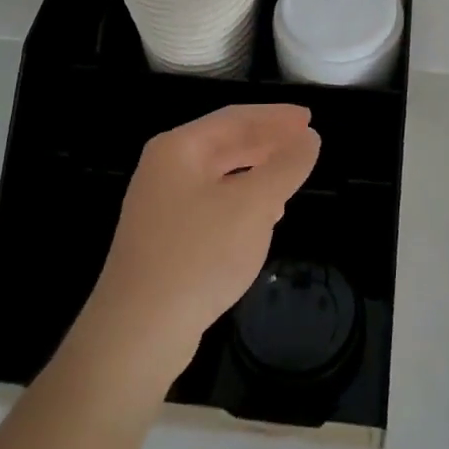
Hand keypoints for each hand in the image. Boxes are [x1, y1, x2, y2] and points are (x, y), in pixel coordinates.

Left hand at [82, 105, 321, 390]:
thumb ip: (285, 167)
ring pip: (220, 177)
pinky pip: (213, 206)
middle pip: (225, 144)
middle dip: (267, 144)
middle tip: (306, 144)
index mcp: (179, 149)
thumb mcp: (253, 205)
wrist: (138, 332)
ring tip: (291, 178)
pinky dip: (242, 203)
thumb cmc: (198, 255)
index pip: (235, 119)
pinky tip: (264, 218)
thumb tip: (309, 139)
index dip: (275, 117)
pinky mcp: (165, 240)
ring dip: (257, 173)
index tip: (309, 119)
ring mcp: (162, 206)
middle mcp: (165, 169)